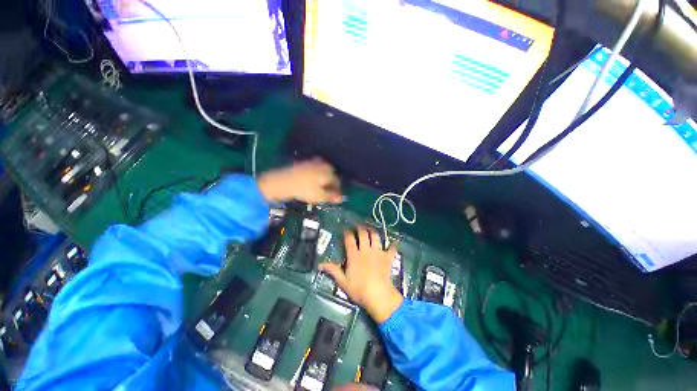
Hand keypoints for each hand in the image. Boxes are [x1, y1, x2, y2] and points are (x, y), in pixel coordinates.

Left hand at [257, 158, 342, 203]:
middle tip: (328, 191)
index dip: (338, 189)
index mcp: (329, 172)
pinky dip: (317, 174)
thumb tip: (341, 198)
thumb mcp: (320, 196)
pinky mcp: (304, 162)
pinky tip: (312, 180)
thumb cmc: (305, 190)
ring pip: (323, 170)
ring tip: (321, 186)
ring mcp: (313, 162)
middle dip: (332, 182)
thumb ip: (332, 197)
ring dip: (325, 177)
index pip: (337, 181)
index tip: (336, 197)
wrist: (284, 182)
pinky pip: (315, 168)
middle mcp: (323, 164)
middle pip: (332, 173)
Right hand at [320, 226, 402, 323]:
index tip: (346, 229)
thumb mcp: (343, 282)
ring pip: (375, 237)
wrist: (378, 295)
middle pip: (363, 234)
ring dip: (373, 231)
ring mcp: (378, 253)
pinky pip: (392, 249)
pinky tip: (393, 243)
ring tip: (371, 229)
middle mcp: (366, 250)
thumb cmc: (359, 290)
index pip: (349, 239)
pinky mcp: (387, 258)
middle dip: (360, 227)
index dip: (347, 232)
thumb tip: (320, 265)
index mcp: (354, 255)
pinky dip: (393, 245)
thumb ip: (333, 271)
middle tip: (358, 226)